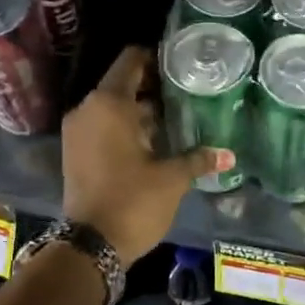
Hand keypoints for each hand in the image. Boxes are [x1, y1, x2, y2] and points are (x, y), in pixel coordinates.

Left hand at [62, 47, 232, 261]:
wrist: (90, 246)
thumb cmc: (133, 201)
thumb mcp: (172, 178)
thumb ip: (199, 159)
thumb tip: (229, 155)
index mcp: (109, 103)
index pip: (131, 60)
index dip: (155, 57)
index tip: (181, 63)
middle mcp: (88, 109)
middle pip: (122, 83)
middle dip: (153, 87)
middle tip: (186, 92)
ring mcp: (78, 132)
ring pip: (112, 107)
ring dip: (140, 110)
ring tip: (176, 117)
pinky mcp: (75, 152)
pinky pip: (103, 126)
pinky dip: (125, 127)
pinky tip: (155, 140)